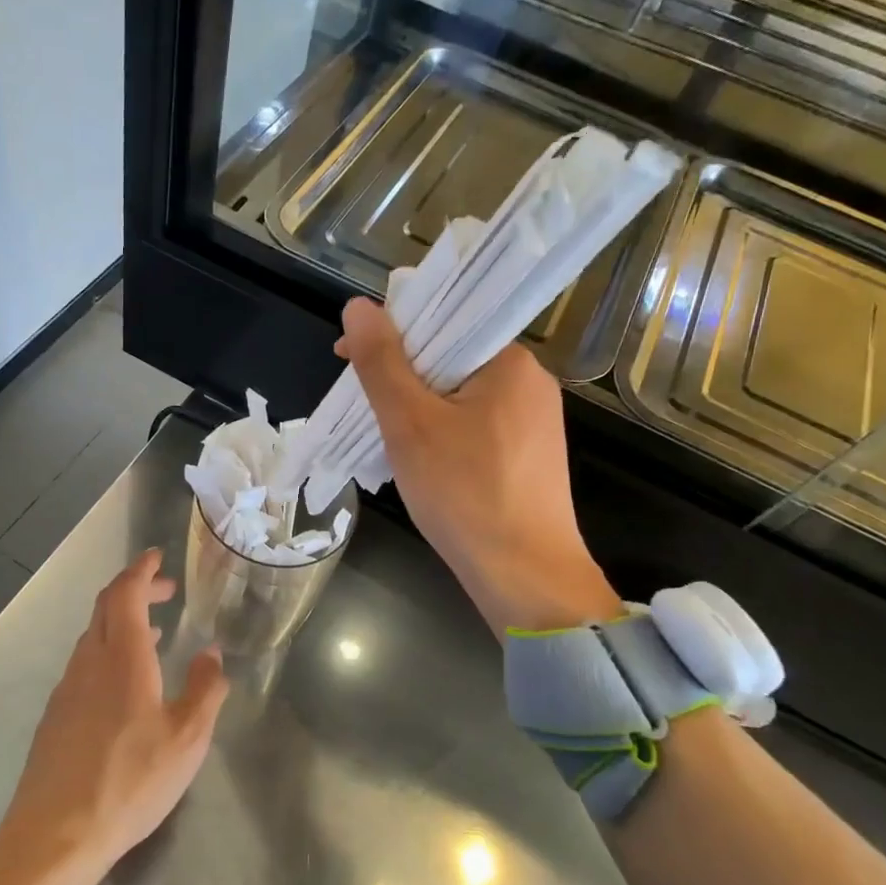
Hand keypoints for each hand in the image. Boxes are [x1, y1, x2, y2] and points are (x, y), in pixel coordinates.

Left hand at [0, 549, 228, 884]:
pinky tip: (124, 681)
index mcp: (121, 658)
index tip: (157, 557)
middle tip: (165, 591)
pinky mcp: (56, 715)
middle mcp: (89, 663)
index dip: (140, 570)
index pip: (124, 594)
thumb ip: (205, 690)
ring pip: (92, 636)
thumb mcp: (187, 738)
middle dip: (134, 590)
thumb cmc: (130, 781)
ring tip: (152, 633)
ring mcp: (67, 689)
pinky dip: (108, 650)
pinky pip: (84, 663)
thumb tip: (211, 654)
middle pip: (105, 608)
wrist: (56, 835)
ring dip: (121, 622)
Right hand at [337, 297, 620, 634]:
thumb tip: (358, 307)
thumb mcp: (410, 423)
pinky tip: (423, 465)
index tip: (350, 359)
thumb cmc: (465, 493)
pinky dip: (443, 436)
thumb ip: (382, 362)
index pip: (444, 321)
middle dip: (402, 379)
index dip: (392, 334)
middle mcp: (531, 383)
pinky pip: (476, 429)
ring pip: (460, 398)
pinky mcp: (530, 458)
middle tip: (364, 410)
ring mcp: (535, 424)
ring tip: (387, 441)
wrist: (524, 577)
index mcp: (511, 361)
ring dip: (419, 411)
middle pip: (450, 360)